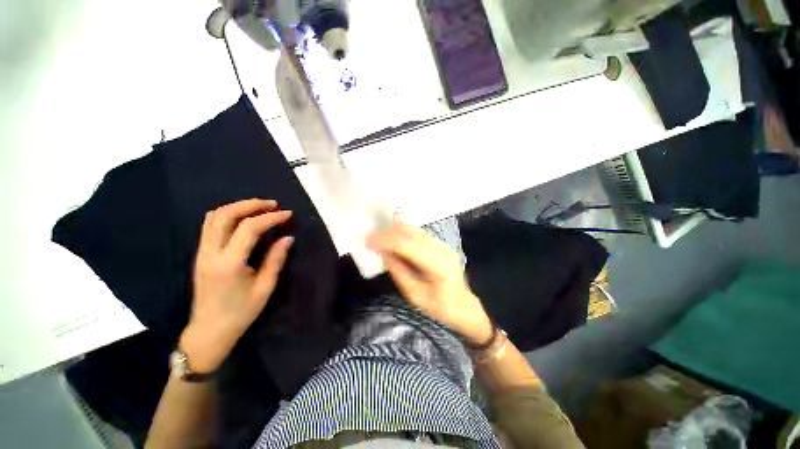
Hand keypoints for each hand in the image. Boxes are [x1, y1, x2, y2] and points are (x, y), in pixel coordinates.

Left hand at [180, 199, 293, 373]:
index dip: (271, 217)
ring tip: (259, 207)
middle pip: (225, 215)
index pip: (249, 228)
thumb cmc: (241, 312)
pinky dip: (227, 215)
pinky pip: (210, 226)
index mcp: (229, 263)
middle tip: (272, 204)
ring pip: (214, 217)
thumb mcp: (265, 287)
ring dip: (237, 207)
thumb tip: (288, 237)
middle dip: (251, 205)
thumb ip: (276, 259)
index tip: (288, 214)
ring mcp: (201, 252)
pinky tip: (242, 219)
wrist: (209, 331)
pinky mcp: (200, 255)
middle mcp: (211, 253)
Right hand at [367, 223, 492, 345]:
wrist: (463, 305)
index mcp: (438, 265)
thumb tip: (384, 252)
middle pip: (410, 232)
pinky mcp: (440, 243)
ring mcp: (442, 244)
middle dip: (387, 232)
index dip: (386, 240)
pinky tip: (391, 236)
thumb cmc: (440, 308)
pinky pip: (417, 233)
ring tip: (378, 237)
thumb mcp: (415, 296)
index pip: (407, 245)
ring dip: (393, 230)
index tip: (368, 241)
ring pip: (413, 229)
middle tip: (370, 237)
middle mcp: (441, 249)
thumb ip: (399, 272)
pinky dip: (402, 232)